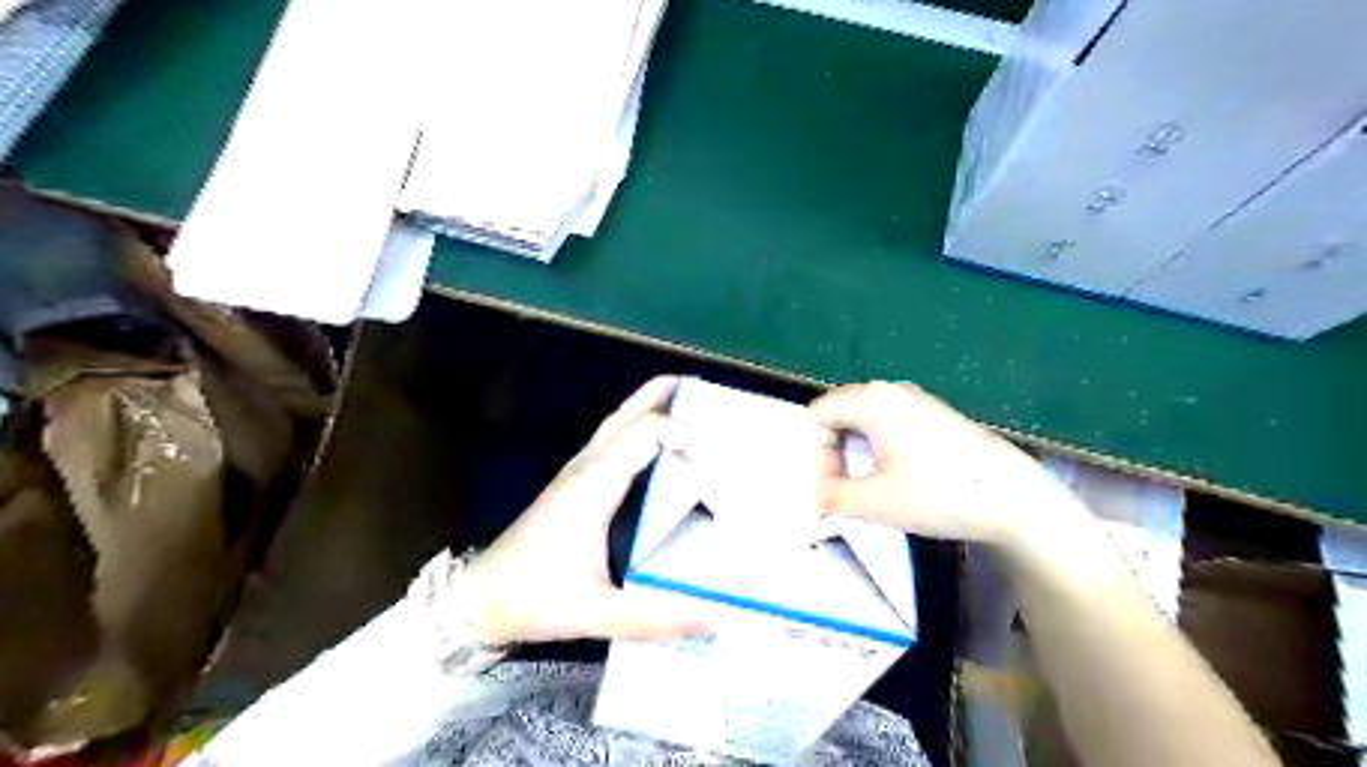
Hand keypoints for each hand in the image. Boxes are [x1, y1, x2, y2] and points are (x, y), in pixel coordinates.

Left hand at [464, 378, 709, 648]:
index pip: (645, 433)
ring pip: (617, 422)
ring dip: (650, 407)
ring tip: (686, 406)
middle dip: (664, 393)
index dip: (685, 433)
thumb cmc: (535, 598)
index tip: (718, 459)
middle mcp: (587, 468)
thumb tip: (712, 619)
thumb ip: (656, 618)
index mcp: (595, 485)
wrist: (479, 597)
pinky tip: (655, 446)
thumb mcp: (598, 613)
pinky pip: (611, 440)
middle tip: (703, 390)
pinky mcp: (573, 482)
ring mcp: (577, 472)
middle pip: (627, 413)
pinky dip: (638, 428)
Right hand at [810, 384, 1089, 549]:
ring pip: (863, 418)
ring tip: (860, 486)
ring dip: (853, 451)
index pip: (819, 414)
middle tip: (837, 488)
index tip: (828, 488)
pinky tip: (889, 477)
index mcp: (873, 401)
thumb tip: (815, 496)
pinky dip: (875, 447)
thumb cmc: (939, 493)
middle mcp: (892, 391)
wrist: (1013, 498)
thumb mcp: (875, 502)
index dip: (814, 452)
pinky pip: (886, 422)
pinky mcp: (933, 416)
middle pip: (840, 412)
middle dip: (831, 451)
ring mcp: (915, 401)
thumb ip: (831, 496)